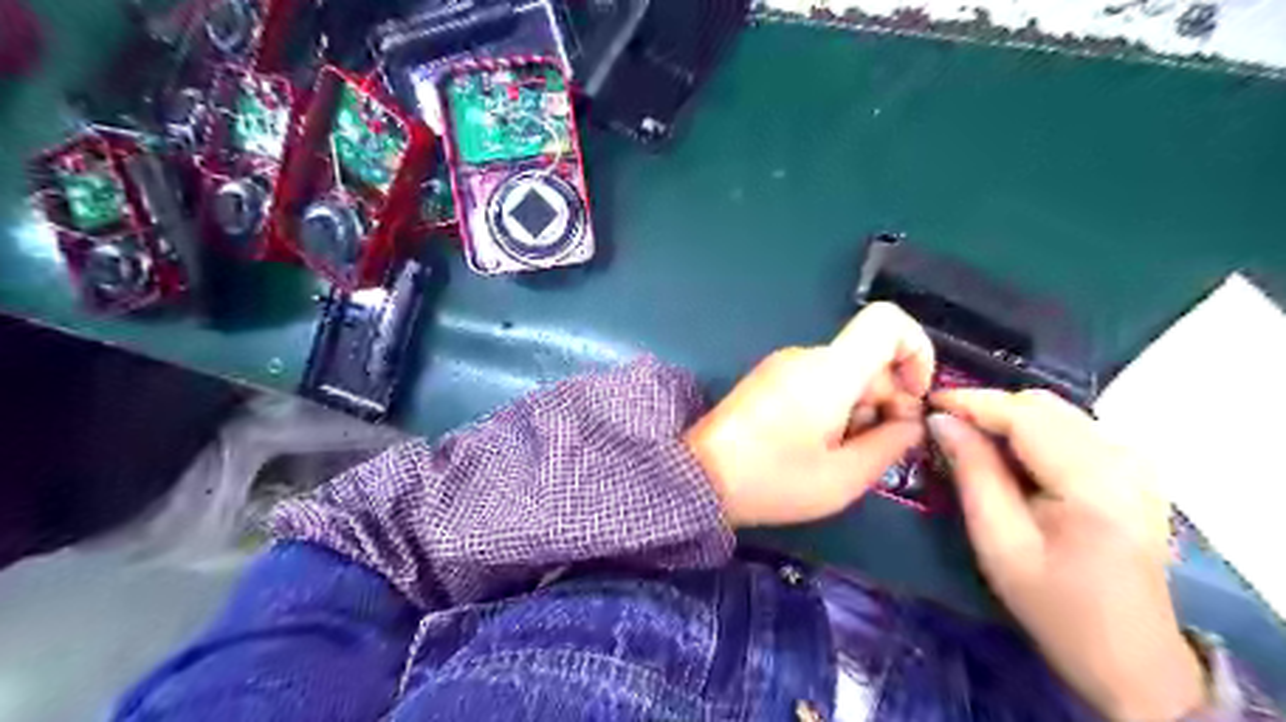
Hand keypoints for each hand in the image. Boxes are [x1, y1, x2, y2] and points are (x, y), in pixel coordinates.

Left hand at [682, 302, 936, 525]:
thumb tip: (911, 421)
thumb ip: (891, 444)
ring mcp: (783, 364)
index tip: (914, 397)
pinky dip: (833, 407)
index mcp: (829, 370)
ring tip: (837, 453)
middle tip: (875, 448)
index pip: (887, 320)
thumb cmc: (772, 480)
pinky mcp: (769, 378)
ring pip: (845, 373)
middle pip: (869, 357)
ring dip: (858, 409)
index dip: (917, 350)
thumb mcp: (844, 477)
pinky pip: (818, 380)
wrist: (698, 478)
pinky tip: (816, 445)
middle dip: (886, 399)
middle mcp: (806, 355)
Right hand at [925, 390, 1207, 721]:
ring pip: (1055, 412)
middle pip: (1042, 406)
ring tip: (967, 438)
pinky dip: (1030, 430)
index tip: (927, 403)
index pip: (1025, 415)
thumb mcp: (999, 542)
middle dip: (987, 408)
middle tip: (943, 425)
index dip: (971, 402)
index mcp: (1095, 482)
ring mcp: (1135, 462)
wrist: (1130, 656)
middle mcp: (1124, 460)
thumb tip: (942, 420)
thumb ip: (973, 473)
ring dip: (1007, 417)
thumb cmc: (1055, 606)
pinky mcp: (1133, 471)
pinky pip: (1071, 428)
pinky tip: (1007, 455)